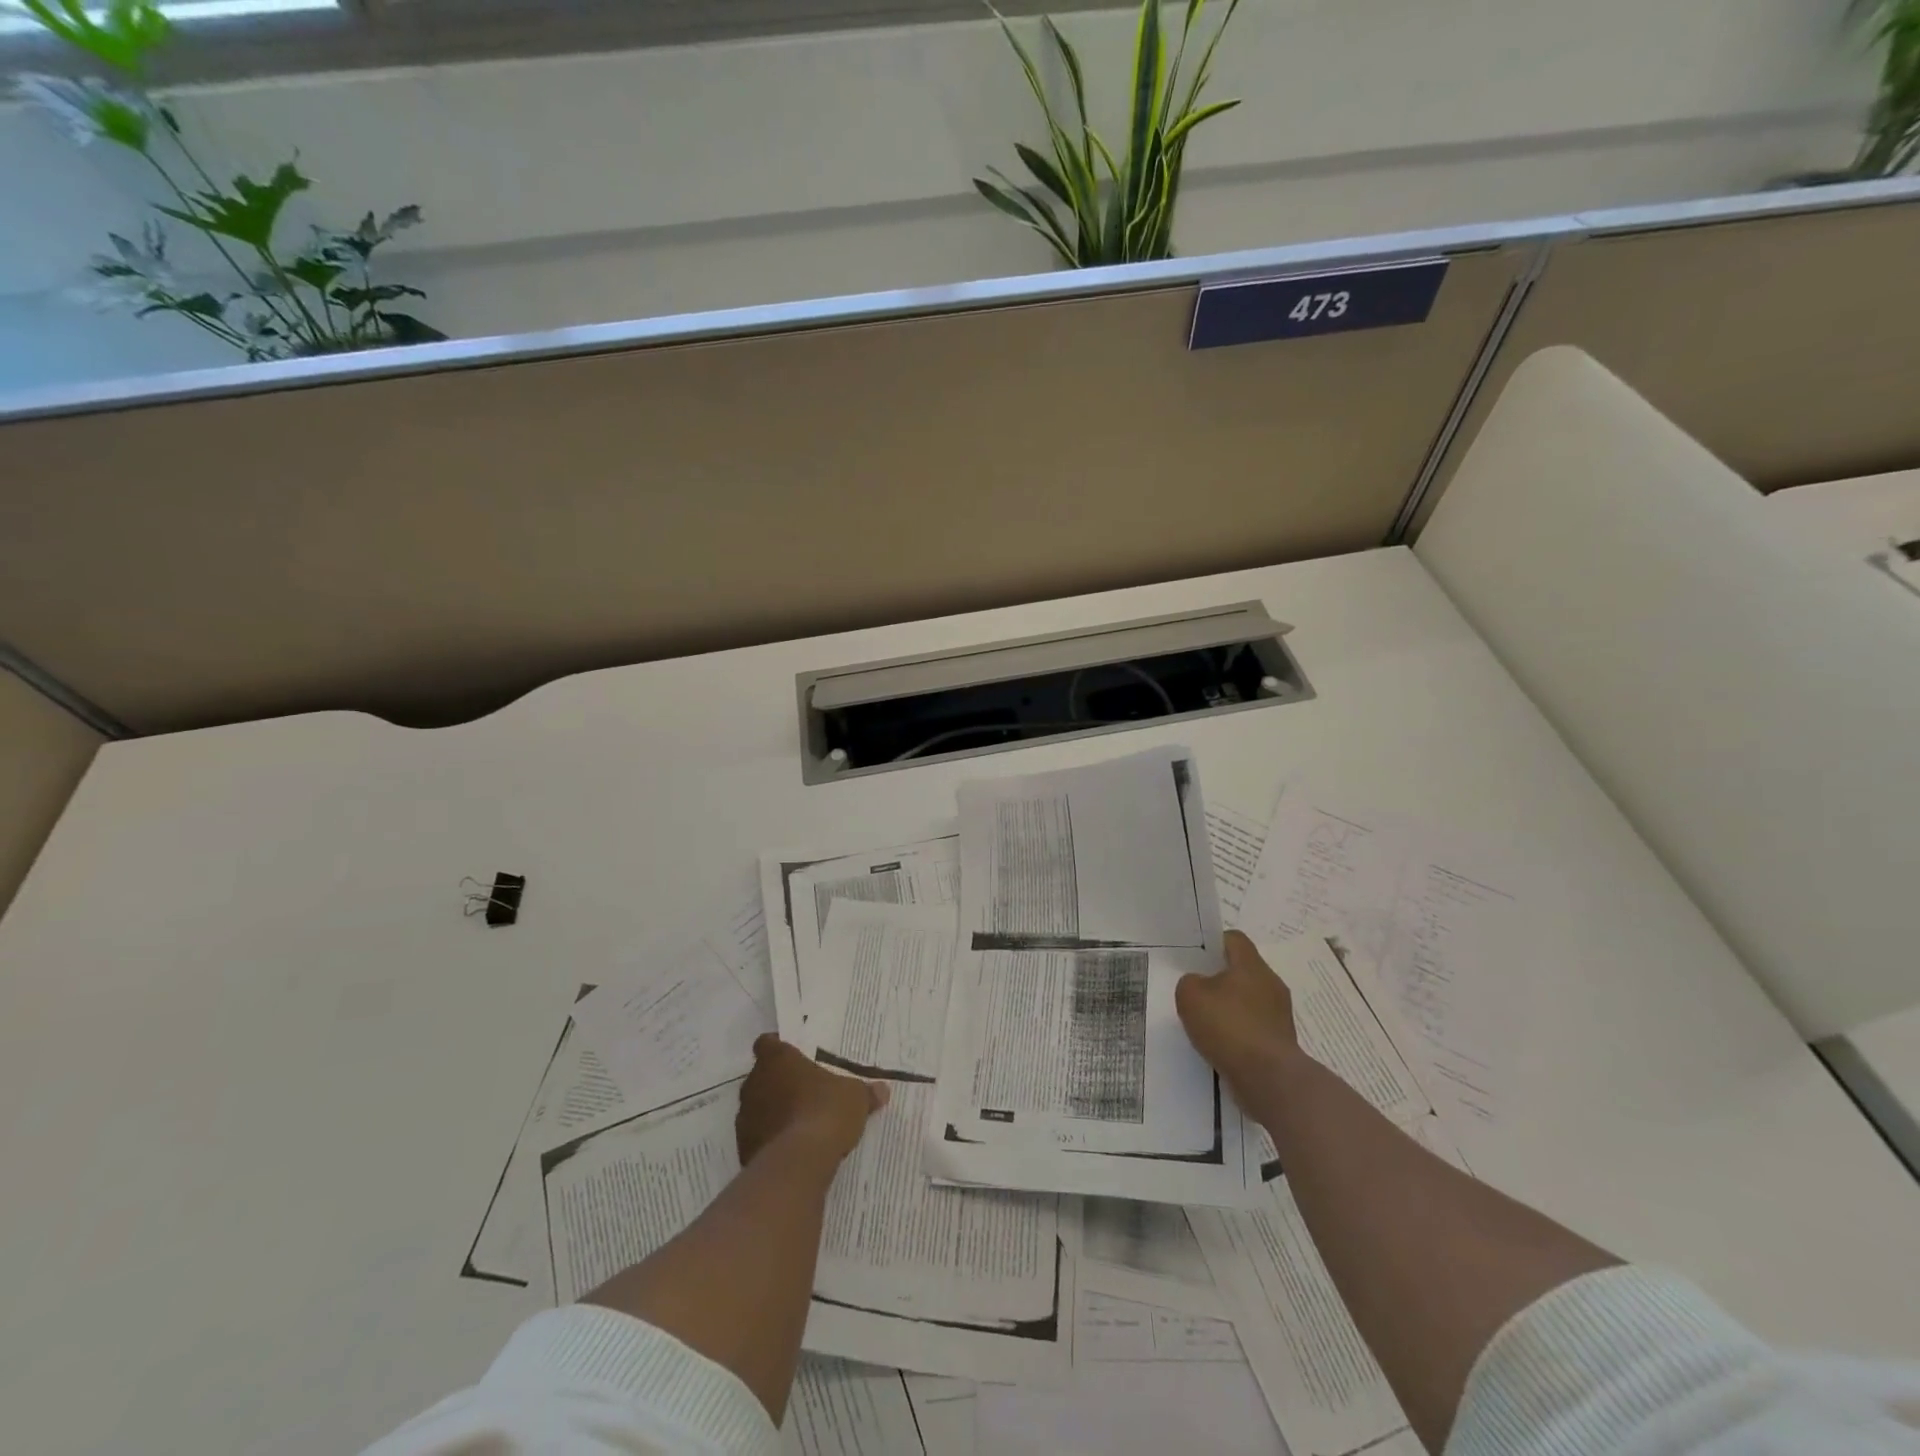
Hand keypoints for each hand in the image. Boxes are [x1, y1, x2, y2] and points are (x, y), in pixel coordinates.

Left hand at [736, 1034, 888, 1165]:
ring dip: (771, 1113)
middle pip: (762, 1076)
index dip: (777, 1048)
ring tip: (797, 1124)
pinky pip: (756, 1138)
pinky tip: (790, 1150)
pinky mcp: (743, 1148)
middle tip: (802, 1092)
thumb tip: (882, 1090)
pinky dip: (769, 1141)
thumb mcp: (855, 1098)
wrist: (800, 1162)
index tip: (792, 1057)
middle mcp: (755, 1082)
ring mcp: (744, 1117)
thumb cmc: (826, 1111)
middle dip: (778, 1084)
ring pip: (756, 1108)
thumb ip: (865, 1092)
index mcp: (778, 1059)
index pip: (768, 1043)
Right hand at [1176, 931, 1299, 1102]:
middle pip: (1243, 970)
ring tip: (1207, 1023)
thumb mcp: (1190, 996)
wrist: (1268, 1078)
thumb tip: (1199, 985)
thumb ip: (1190, 982)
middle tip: (1197, 991)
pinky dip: (1239, 1032)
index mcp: (1251, 965)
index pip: (1234, 939)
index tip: (1197, 958)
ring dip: (1230, 1007)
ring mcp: (1280, 1014)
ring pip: (1249, 999)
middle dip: (1220, 978)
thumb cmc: (1228, 1026)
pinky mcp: (1282, 1041)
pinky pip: (1255, 1026)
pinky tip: (1222, 1045)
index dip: (1214, 943)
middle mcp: (1271, 984)